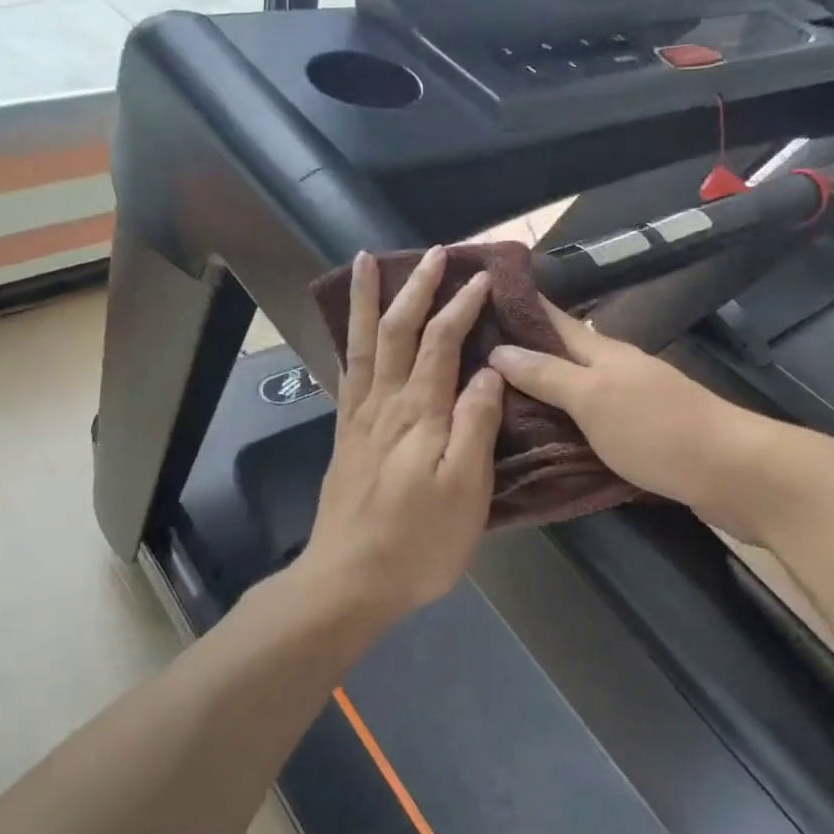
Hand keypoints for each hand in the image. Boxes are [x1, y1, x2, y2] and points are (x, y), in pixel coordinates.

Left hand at [297, 247, 505, 628]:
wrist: (348, 580)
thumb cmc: (418, 542)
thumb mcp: (465, 491)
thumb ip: (475, 427)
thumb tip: (488, 374)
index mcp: (420, 414)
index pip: (441, 343)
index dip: (461, 306)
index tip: (482, 277)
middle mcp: (384, 405)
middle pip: (398, 332)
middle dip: (415, 287)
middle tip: (432, 252)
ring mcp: (359, 419)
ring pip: (364, 345)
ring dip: (370, 301)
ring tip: (366, 262)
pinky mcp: (345, 438)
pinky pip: (346, 375)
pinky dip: (350, 343)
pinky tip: (352, 334)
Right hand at [488, 301, 768, 536]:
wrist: (732, 472)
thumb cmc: (658, 430)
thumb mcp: (594, 399)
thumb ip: (548, 375)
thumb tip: (499, 350)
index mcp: (604, 352)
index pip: (553, 319)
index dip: (521, 305)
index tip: (480, 296)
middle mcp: (616, 370)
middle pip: (563, 353)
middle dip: (522, 352)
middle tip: (473, 357)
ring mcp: (631, 401)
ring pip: (575, 387)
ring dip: (541, 389)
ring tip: (495, 397)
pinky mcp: (641, 434)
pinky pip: (589, 419)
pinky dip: (563, 421)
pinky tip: (543, 435)